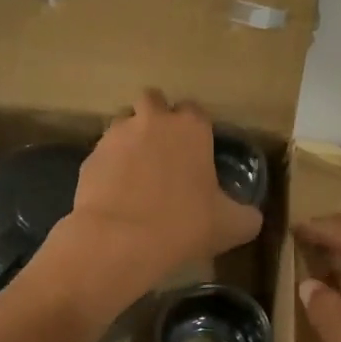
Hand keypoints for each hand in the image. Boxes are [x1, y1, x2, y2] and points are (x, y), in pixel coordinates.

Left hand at [32, 90, 262, 320]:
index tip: (196, 151)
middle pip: (153, 101)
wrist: (120, 241)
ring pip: (123, 123)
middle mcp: (152, 120)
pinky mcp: (89, 157)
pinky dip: (109, 167)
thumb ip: (246, 215)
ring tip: (137, 172)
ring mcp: (116, 135)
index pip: (195, 110)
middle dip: (156, 118)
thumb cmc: (184, 224)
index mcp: (191, 127)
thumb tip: (250, 216)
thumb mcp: (232, 226)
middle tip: (164, 151)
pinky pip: (103, 154)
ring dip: (130, 139)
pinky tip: (116, 194)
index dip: (195, 129)